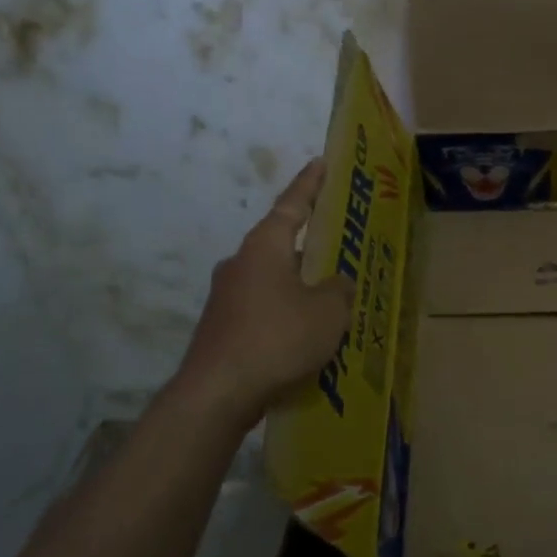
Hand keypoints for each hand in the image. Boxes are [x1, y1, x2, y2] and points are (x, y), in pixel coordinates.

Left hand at [175, 159, 352, 425]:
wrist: (217, 394)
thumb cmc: (277, 338)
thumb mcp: (328, 311)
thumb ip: (339, 289)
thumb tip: (338, 283)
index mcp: (264, 247)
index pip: (292, 205)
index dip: (310, 184)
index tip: (320, 163)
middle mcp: (240, 263)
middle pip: (280, 243)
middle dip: (308, 244)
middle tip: (337, 244)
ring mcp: (226, 297)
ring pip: (272, 280)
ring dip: (298, 284)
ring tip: (329, 298)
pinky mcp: (222, 328)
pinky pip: (263, 309)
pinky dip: (285, 313)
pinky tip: (305, 335)